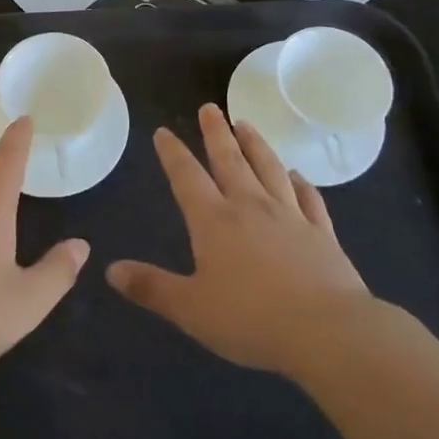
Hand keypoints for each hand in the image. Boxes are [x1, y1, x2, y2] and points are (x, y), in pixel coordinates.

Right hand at [107, 103, 374, 376]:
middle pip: (230, 160)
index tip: (164, 131)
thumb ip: (152, 287)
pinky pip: (309, 198)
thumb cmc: (251, 320)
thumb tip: (111, 270)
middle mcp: (251, 207)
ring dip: (256, 144)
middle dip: (216, 132)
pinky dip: (301, 182)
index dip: (173, 153)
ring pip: (269, 168)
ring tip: (246, 124)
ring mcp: (290, 216)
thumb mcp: (191, 309)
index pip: (187, 177)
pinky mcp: (321, 233)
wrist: (327, 331)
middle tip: (210, 107)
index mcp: (214, 221)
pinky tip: (297, 174)